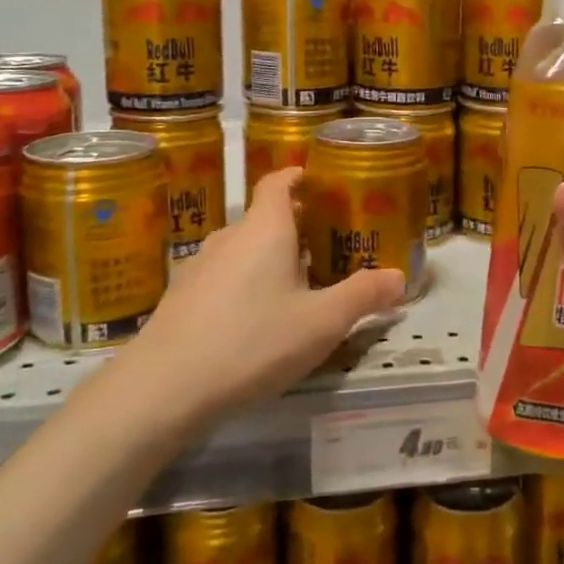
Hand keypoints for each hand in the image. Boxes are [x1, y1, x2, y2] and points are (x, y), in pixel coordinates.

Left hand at [109, 169, 403, 422]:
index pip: (279, 181)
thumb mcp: (321, 323)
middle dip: (298, 223)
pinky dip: (247, 280)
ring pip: (245, 247)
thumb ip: (363, 296)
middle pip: (266, 215)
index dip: (300, 176)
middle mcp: (231, 236)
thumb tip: (400, 277)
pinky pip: (225, 273)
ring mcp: (200, 265)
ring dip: (272, 254)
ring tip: (300, 281)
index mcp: (266, 228)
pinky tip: (258, 316)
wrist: (162, 388)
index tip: (324, 183)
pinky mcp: (182, 296)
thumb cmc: (252, 341)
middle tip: (331, 242)